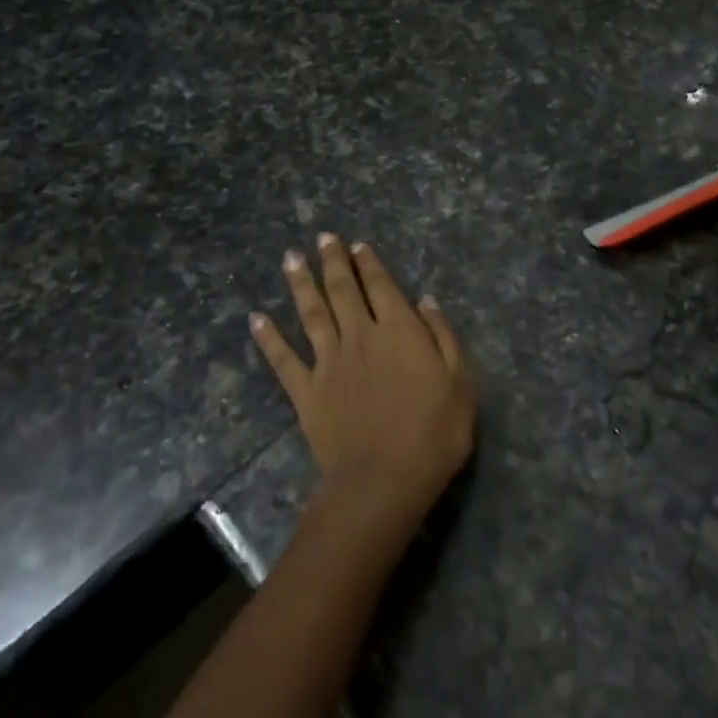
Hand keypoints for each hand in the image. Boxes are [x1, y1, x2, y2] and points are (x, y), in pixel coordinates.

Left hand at [250, 234, 475, 533]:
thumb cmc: (434, 431)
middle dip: (333, 262)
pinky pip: (283, 359)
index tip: (357, 244)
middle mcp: (361, 335)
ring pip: (312, 313)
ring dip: (301, 284)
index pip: (381, 286)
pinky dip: (268, 338)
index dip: (369, 264)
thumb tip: (425, 300)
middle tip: (323, 238)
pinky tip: (256, 319)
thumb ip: (443, 335)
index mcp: (400, 330)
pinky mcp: (306, 391)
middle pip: (343, 290)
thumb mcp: (460, 381)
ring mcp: (329, 362)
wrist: (384, 479)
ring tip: (291, 258)